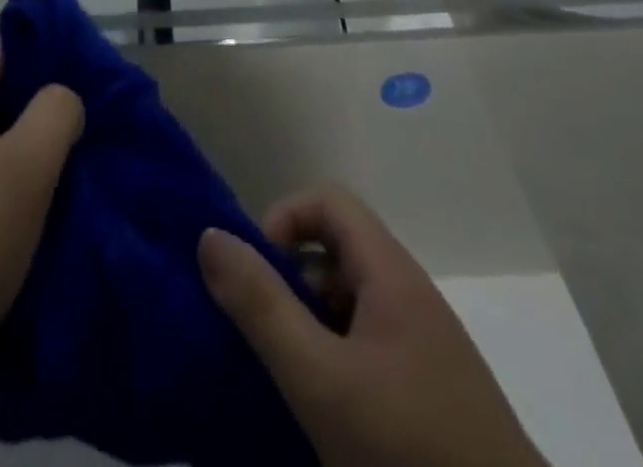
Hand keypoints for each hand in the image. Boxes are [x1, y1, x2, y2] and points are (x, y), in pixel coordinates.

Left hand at [0, 48, 82, 466]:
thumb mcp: (20, 172)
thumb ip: (54, 115)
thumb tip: (63, 96)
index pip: (4, 50)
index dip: (52, 57)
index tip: (98, 83)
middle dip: (47, 118)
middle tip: (97, 137)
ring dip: (32, 166)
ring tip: (79, 183)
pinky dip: (9, 204)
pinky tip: (42, 227)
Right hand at [199, 187, 547, 466]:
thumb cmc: (410, 453)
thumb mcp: (320, 380)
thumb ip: (262, 306)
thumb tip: (210, 236)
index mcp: (391, 273)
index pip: (329, 201)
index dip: (285, 219)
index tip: (257, 274)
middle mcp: (410, 297)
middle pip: (337, 251)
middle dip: (289, 279)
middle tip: (262, 333)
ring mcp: (425, 350)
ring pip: (351, 305)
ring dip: (309, 326)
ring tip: (283, 380)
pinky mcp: (432, 398)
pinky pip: (369, 351)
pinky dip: (335, 365)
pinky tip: (321, 419)